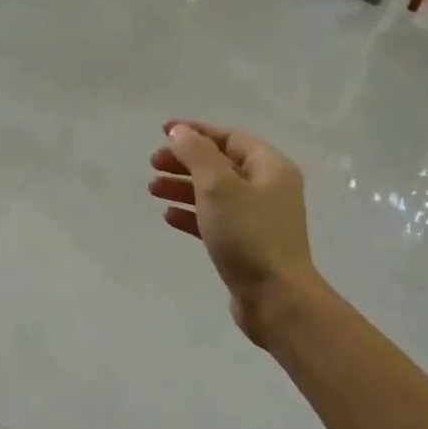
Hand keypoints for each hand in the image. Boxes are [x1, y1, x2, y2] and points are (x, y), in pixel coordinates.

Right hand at [149, 120, 321, 345]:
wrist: (275, 297)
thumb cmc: (248, 235)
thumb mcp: (219, 186)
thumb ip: (197, 154)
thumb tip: (181, 133)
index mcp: (270, 167)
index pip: (230, 137)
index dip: (196, 131)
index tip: (163, 131)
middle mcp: (268, 189)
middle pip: (221, 164)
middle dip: (185, 161)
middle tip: (153, 164)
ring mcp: (258, 219)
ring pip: (215, 194)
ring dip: (184, 187)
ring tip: (152, 189)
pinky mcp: (246, 246)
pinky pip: (215, 221)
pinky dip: (192, 215)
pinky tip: (168, 216)